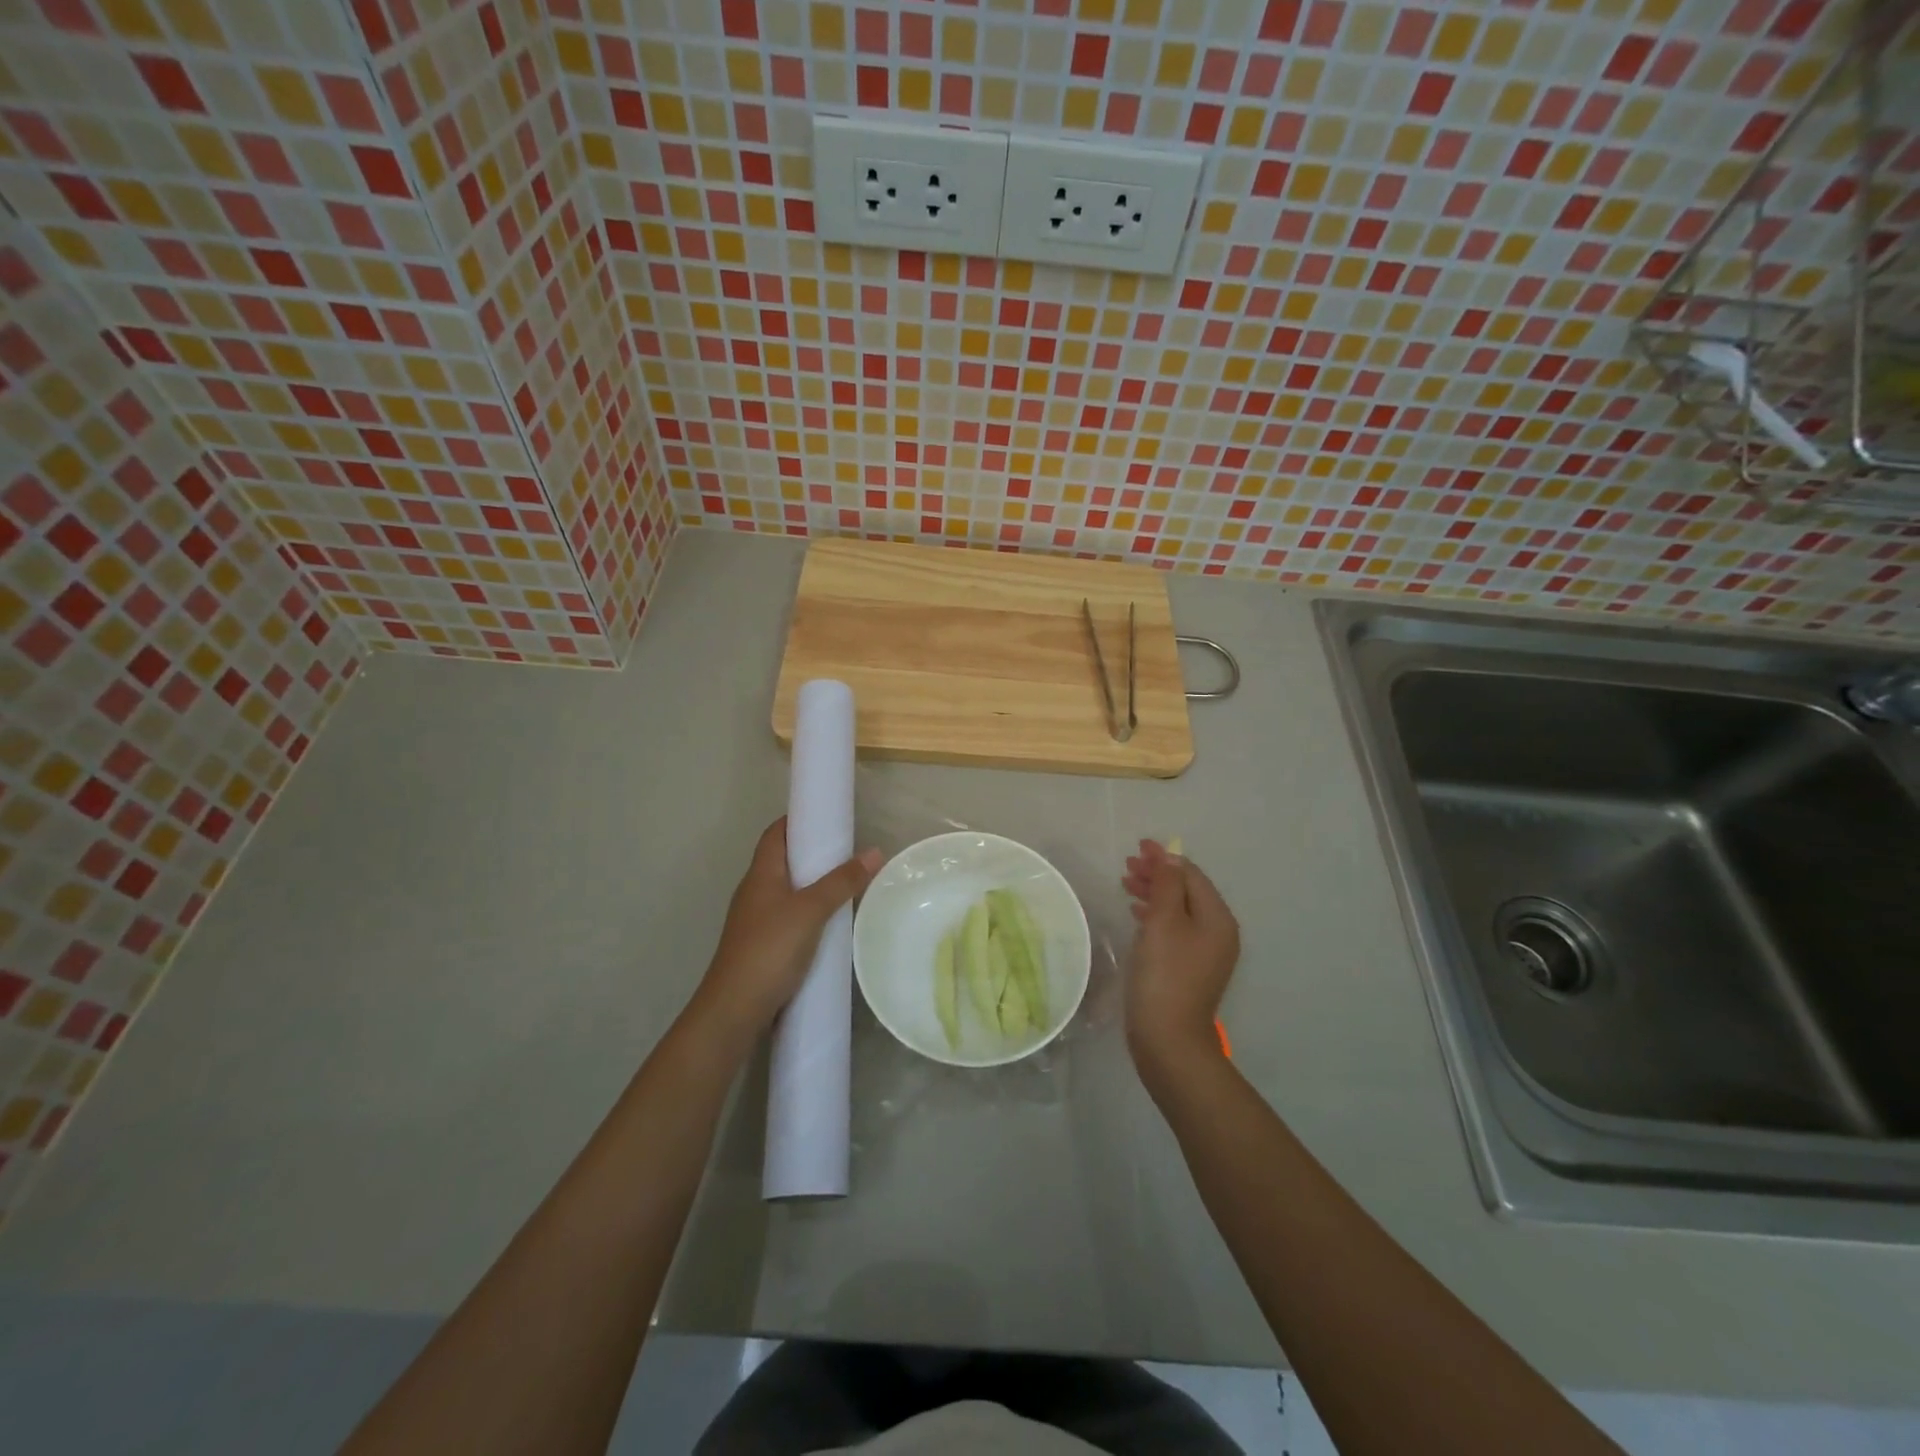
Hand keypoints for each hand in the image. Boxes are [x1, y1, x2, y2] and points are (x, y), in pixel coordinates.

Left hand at [689, 817, 880, 1042]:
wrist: (735, 1009)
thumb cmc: (770, 949)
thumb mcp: (811, 910)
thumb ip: (842, 881)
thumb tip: (875, 852)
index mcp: (760, 874)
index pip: (775, 833)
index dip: (797, 820)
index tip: (827, 817)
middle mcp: (754, 892)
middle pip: (782, 861)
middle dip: (812, 853)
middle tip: (847, 852)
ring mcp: (756, 921)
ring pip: (787, 891)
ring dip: (812, 885)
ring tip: (846, 885)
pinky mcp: (762, 946)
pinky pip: (789, 918)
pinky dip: (809, 913)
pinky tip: (830, 924)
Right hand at [1121, 839, 1239, 1078]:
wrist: (1168, 1038)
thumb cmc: (1165, 974)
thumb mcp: (1163, 922)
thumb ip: (1166, 884)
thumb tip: (1169, 856)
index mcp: (1217, 918)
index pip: (1191, 875)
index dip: (1164, 858)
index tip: (1137, 847)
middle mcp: (1217, 932)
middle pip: (1186, 891)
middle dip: (1158, 874)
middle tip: (1127, 865)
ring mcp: (1205, 953)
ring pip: (1178, 909)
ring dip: (1154, 893)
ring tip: (1126, 883)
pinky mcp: (1188, 968)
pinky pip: (1173, 929)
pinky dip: (1155, 915)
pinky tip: (1136, 914)